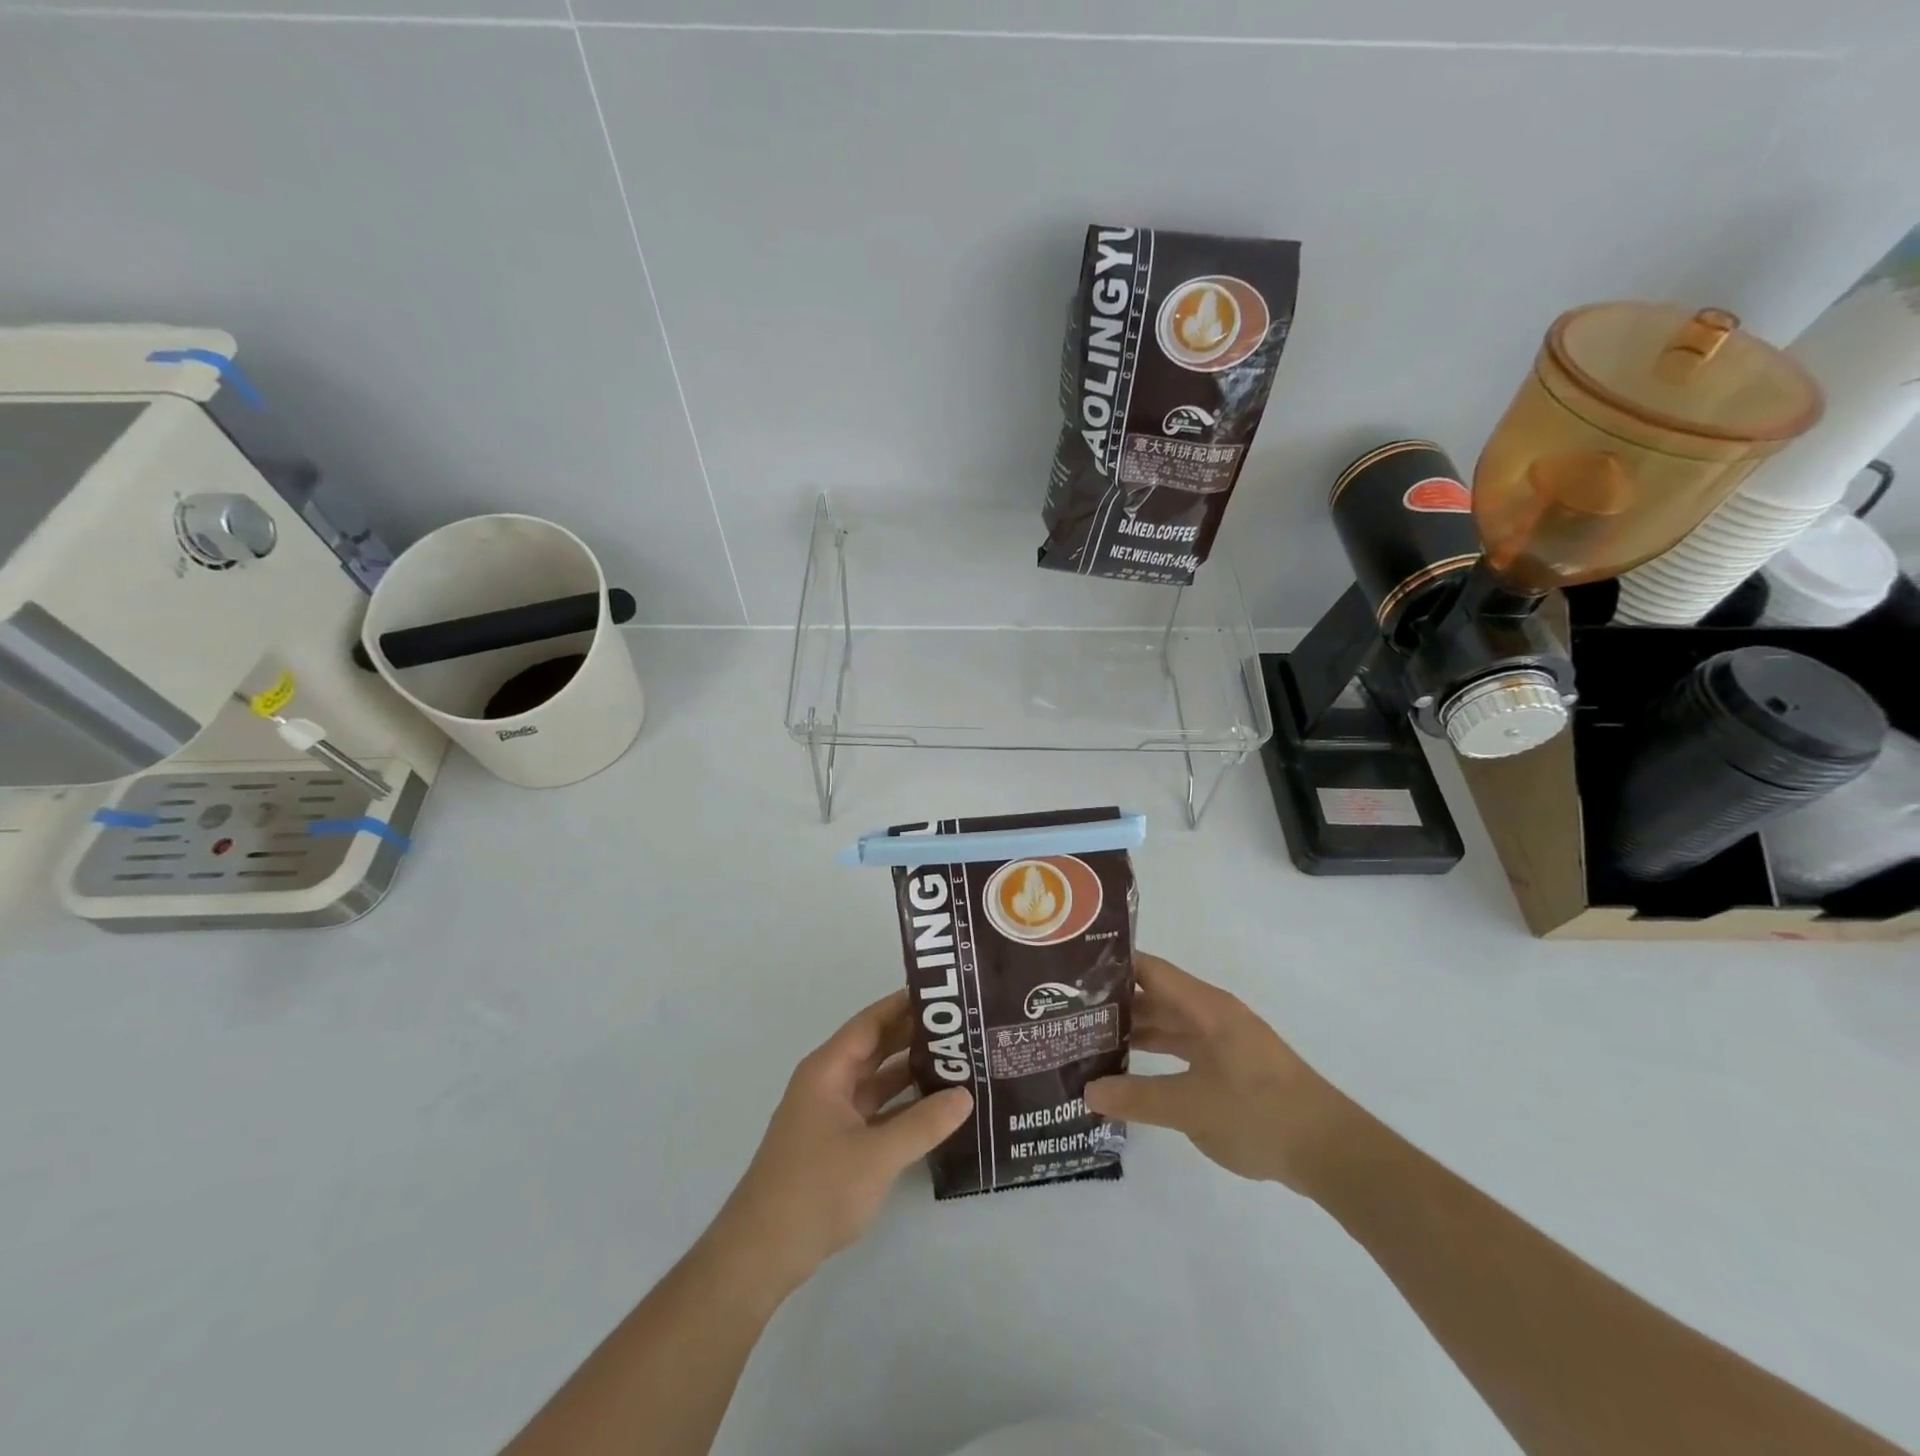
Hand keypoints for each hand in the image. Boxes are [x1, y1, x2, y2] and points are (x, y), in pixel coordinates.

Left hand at [710, 990, 972, 1292]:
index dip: (904, 1005)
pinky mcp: (837, 1144)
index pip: (871, 1023)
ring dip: (912, 1073)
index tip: (944, 994)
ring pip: (878, 1082)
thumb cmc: (815, 1190)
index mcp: (828, 1070)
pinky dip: (903, 1107)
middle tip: (962, 1028)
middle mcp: (828, 1084)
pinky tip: (936, 1110)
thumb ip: (923, 1123)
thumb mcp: (877, 1155)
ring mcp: (831, 1115)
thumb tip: (966, 1095)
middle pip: (876, 1048)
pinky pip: (876, 1111)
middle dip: (915, 1037)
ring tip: (958, 1063)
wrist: (762, 1253)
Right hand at [1084, 952, 1344, 1192]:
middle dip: (1115, 1003)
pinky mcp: (1230, 1068)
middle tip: (1069, 1011)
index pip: (1150, 970)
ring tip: (1088, 1040)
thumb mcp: (1191, 1106)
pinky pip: (1182, 1050)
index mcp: (1205, 1007)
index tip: (1072, 969)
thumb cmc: (1259, 1113)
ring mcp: (1222, 1042)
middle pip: (1156, 997)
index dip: (1113, 965)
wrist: (1330, 1152)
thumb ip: (1137, 1097)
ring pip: (1168, 1025)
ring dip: (1134, 1032)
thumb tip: (1087, 1092)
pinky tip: (1128, 1073)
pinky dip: (1155, 1056)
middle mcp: (1212, 1015)